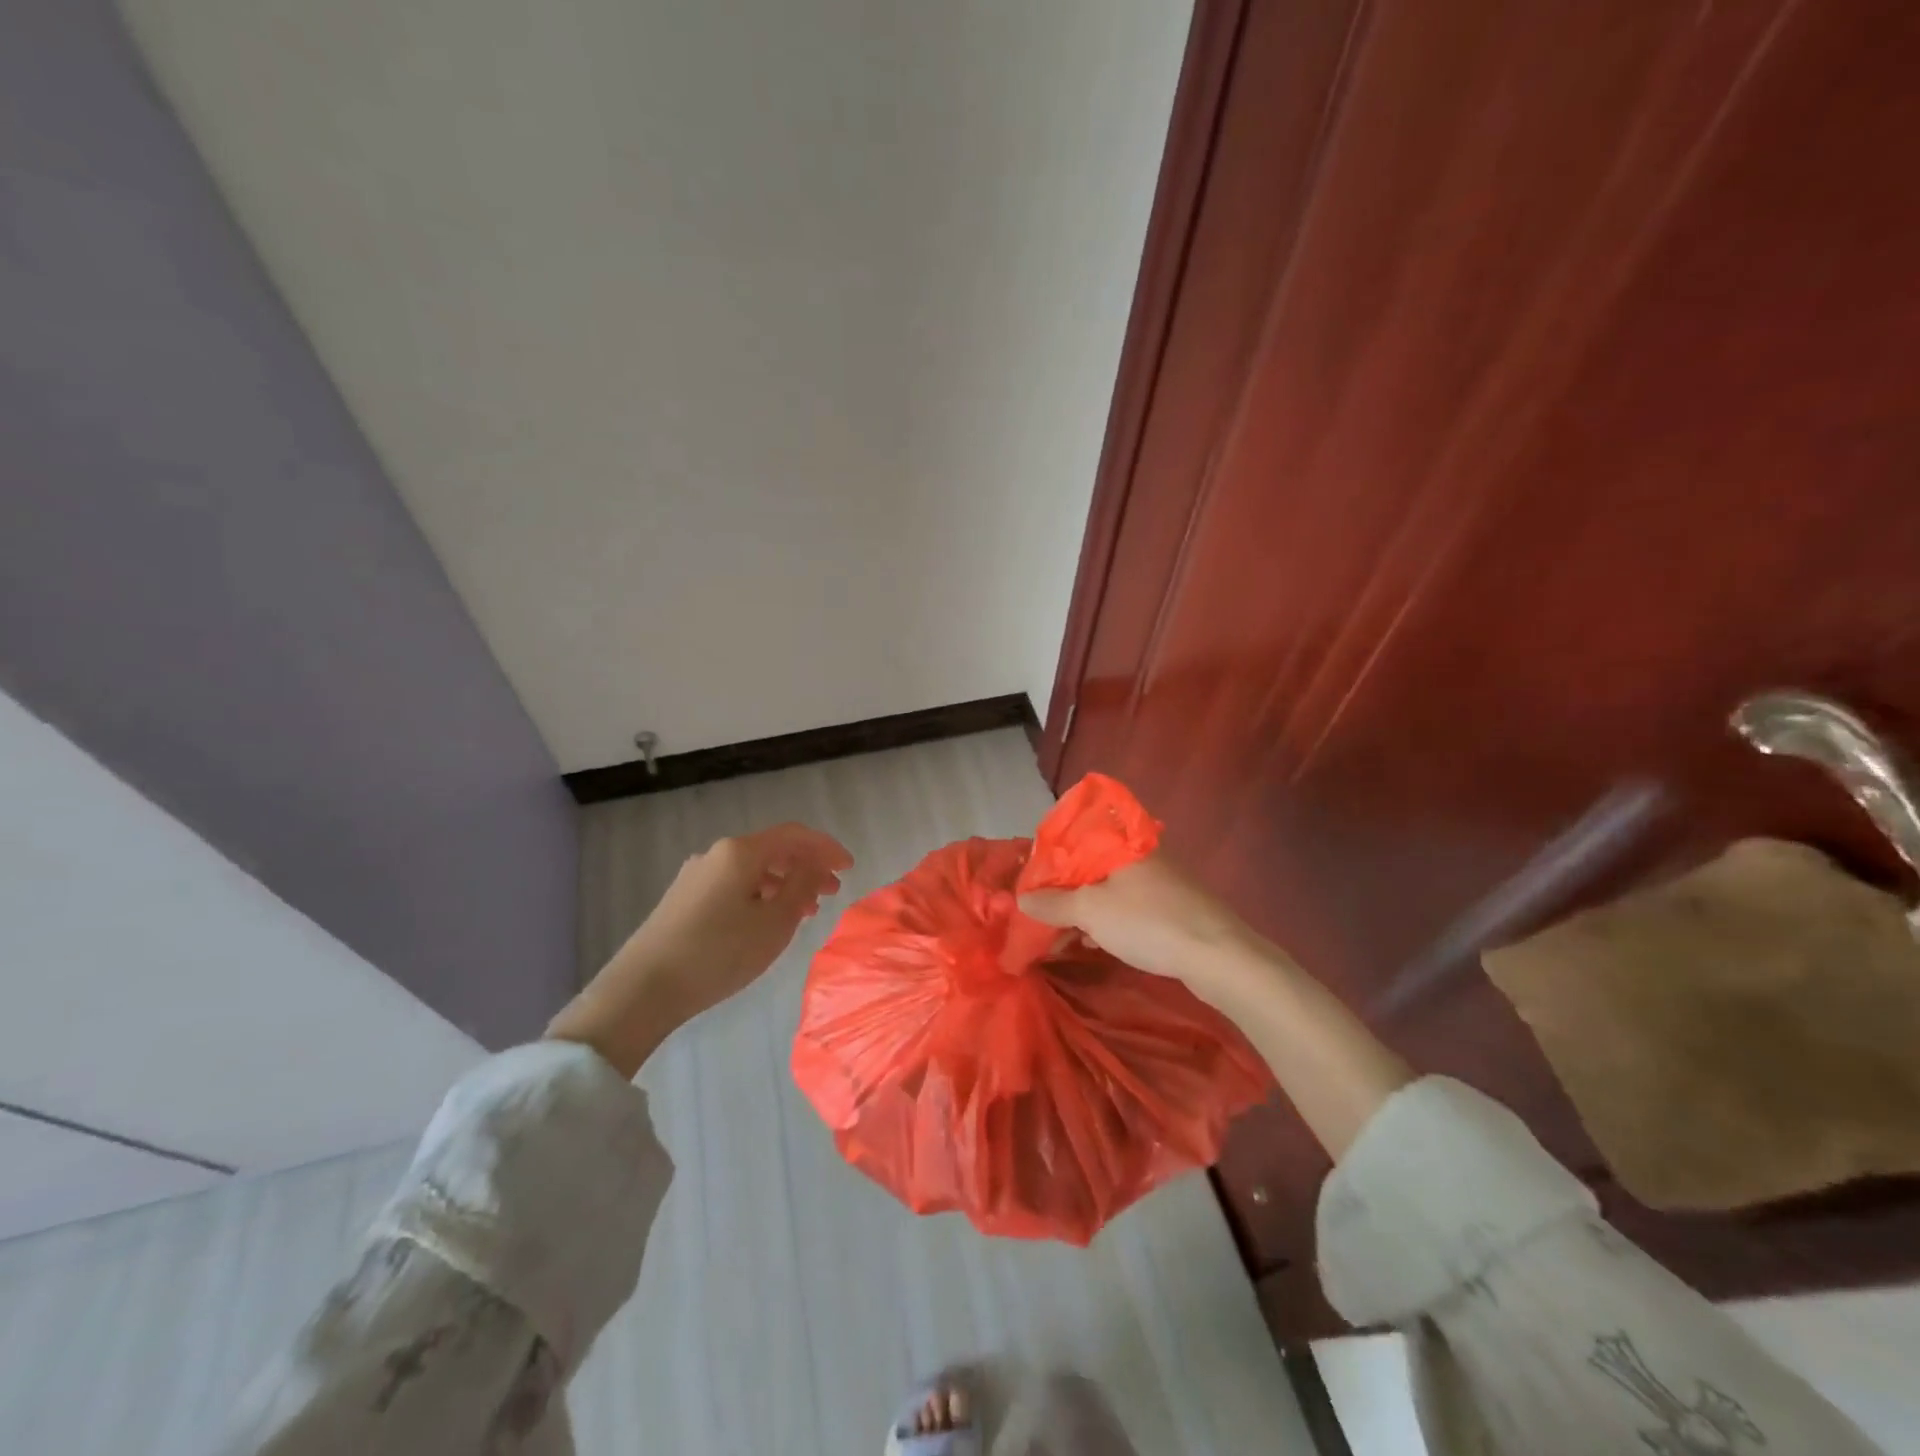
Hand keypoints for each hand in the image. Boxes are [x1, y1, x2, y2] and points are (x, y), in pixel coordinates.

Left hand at [549, 823, 852, 1075]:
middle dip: (807, 866)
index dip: (826, 847)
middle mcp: (717, 854)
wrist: (643, 988)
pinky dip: (761, 894)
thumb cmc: (719, 953)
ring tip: (807, 910)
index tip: (850, 867)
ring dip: (785, 883)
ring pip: (753, 869)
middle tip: (833, 890)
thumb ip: (801, 887)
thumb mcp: (774, 923)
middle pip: (773, 850)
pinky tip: (768, 919)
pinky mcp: (684, 899)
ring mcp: (697, 875)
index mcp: (741, 852)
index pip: (794, 836)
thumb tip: (814, 864)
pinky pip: (735, 885)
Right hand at [1026, 849, 1414, 1159]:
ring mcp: (1158, 883)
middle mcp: (1140, 856)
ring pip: (1106, 891)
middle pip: (1089, 867)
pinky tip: (1089, 943)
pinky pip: (1125, 909)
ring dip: (1080, 912)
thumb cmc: (1150, 922)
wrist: (1219, 956)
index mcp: (1120, 843)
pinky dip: (1104, 923)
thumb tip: (1021, 897)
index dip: (1047, 860)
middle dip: (1060, 892)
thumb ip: (1054, 903)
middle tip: (1037, 915)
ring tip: (1055, 936)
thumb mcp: (1092, 911)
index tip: (1027, 885)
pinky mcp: (1170, 909)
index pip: (1074, 838)